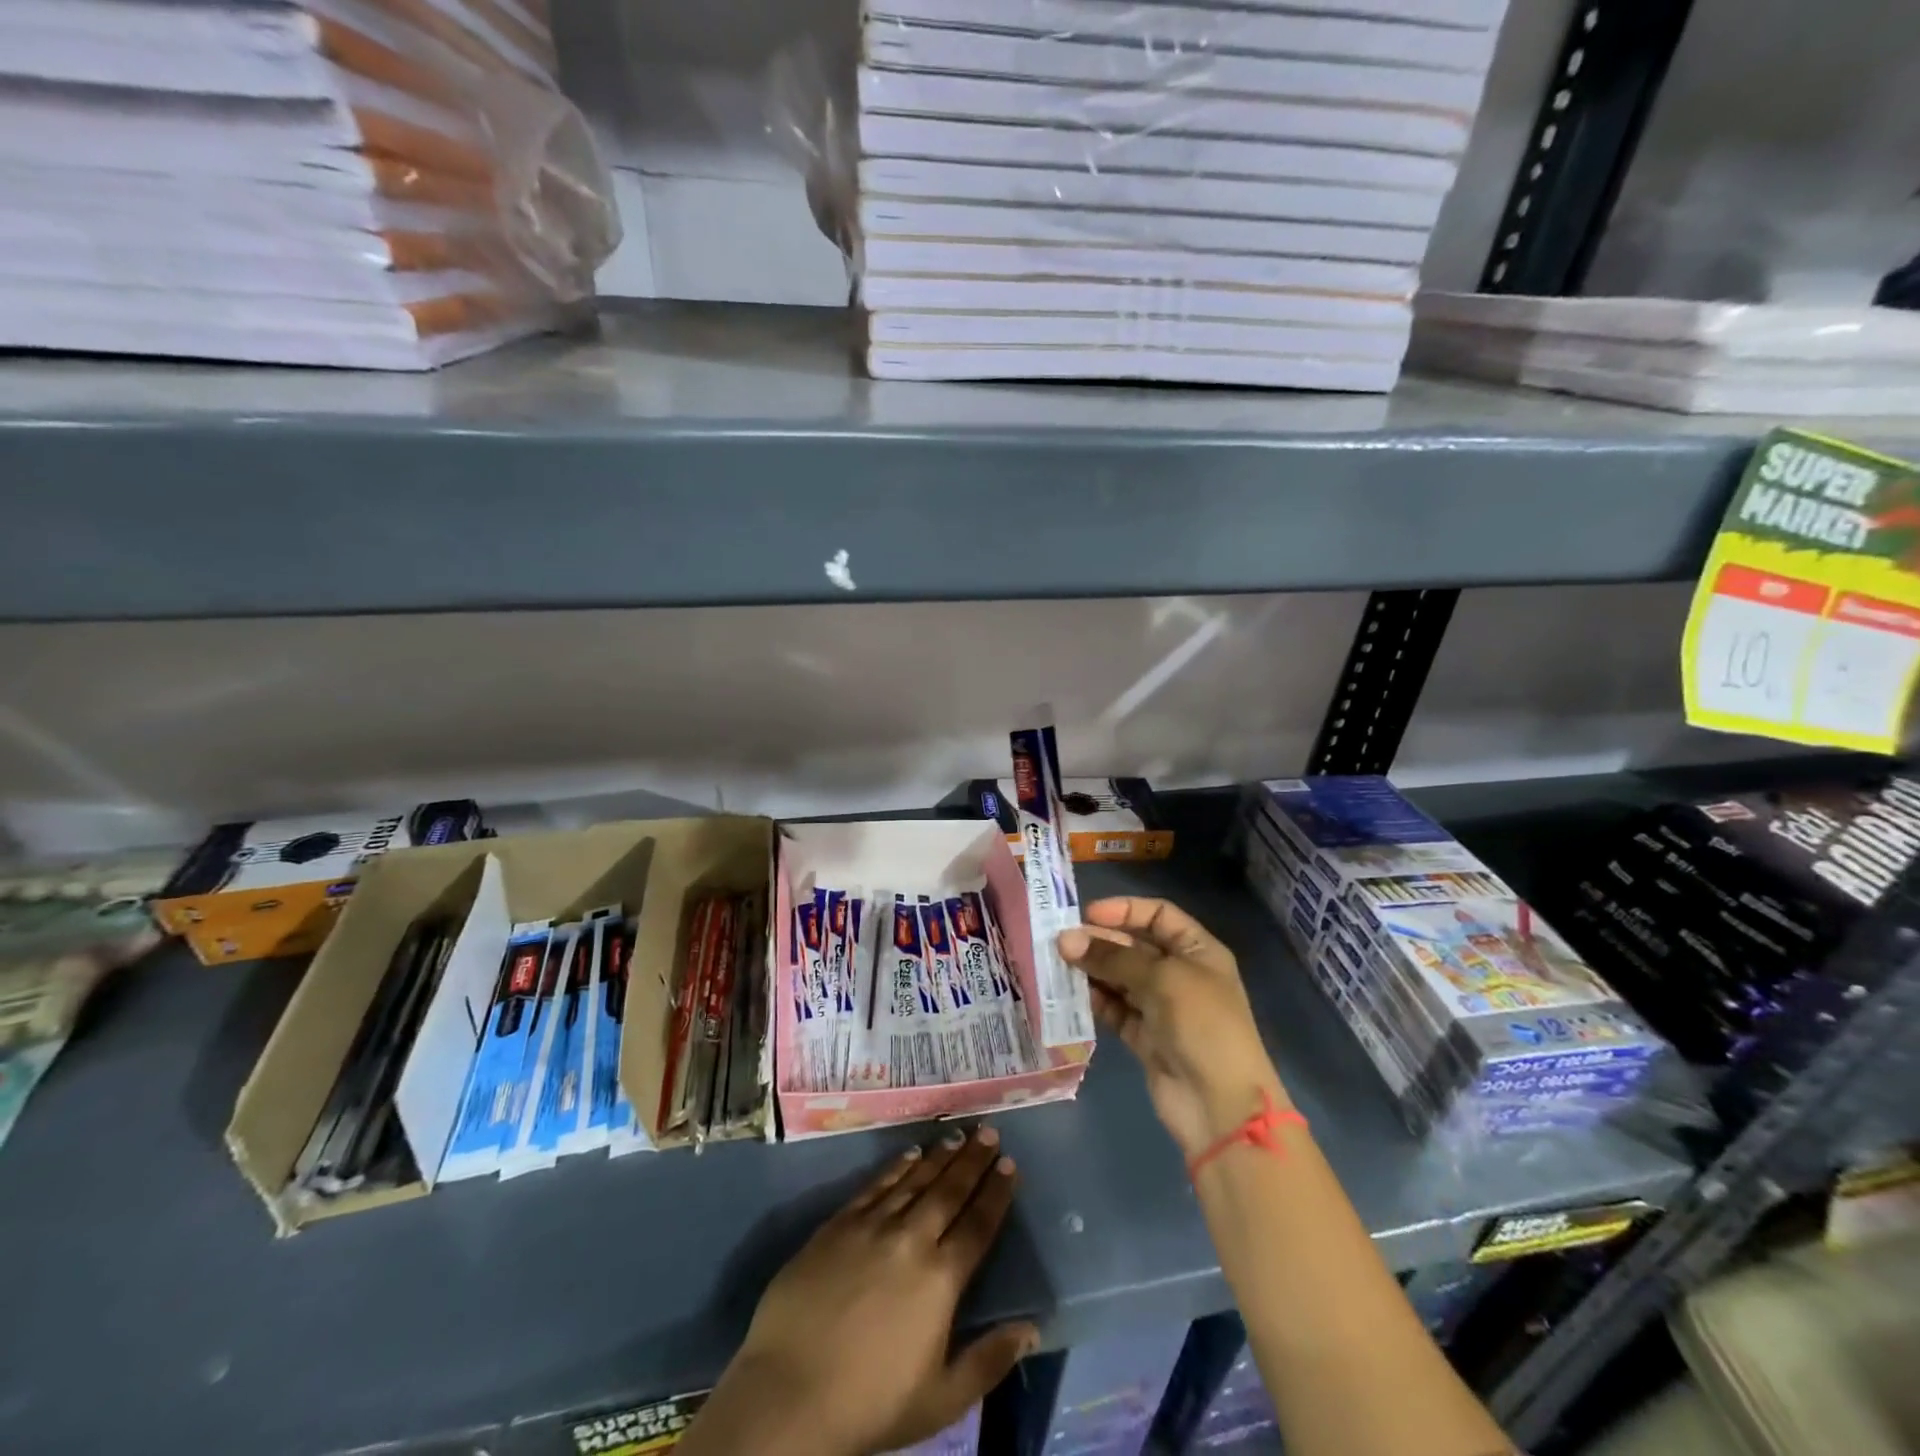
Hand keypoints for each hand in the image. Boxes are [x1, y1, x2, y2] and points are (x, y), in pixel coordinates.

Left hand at [687, 1127, 1036, 1455]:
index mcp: (940, 1279)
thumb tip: (1032, 1329)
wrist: (789, 1392)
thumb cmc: (870, 1403)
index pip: (978, 1225)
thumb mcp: (941, 1400)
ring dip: (939, 1156)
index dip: (996, 1193)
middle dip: (973, 1159)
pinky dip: (896, 1167)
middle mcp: (911, 1240)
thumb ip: (988, 1361)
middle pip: (949, 1191)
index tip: (1010, 1164)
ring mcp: (872, 1226)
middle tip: (989, 1131)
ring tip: (958, 1133)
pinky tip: (910, 1153)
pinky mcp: (838, 1224)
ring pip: (914, 1180)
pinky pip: (876, 1185)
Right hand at [1059, 897, 1286, 1158]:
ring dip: (1093, 969)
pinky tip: (1070, 993)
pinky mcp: (1145, 1036)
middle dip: (1101, 941)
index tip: (1088, 914)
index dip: (1125, 910)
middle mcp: (1180, 973)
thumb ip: (1112, 957)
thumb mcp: (1161, 979)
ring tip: (1058, 964)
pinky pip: (1115, 1009)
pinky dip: (1095, 1000)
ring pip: (1121, 977)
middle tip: (1061, 942)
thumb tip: (1065, 940)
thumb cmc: (1202, 1025)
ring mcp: (1162, 1007)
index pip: (1159, 915)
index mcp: (1198, 951)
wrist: (1220, 1105)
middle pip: (1135, 945)